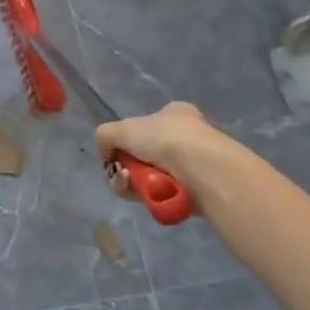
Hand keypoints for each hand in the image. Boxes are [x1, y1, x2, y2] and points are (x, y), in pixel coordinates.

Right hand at [94, 102, 221, 189]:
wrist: (204, 170)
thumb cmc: (165, 140)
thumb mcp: (121, 129)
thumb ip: (105, 136)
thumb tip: (106, 153)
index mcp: (175, 114)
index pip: (144, 126)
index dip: (127, 140)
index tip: (117, 152)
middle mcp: (186, 136)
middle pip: (143, 155)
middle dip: (127, 166)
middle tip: (121, 173)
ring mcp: (194, 164)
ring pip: (149, 177)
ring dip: (133, 182)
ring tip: (130, 183)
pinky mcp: (197, 191)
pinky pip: (162, 195)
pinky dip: (150, 196)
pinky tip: (147, 195)